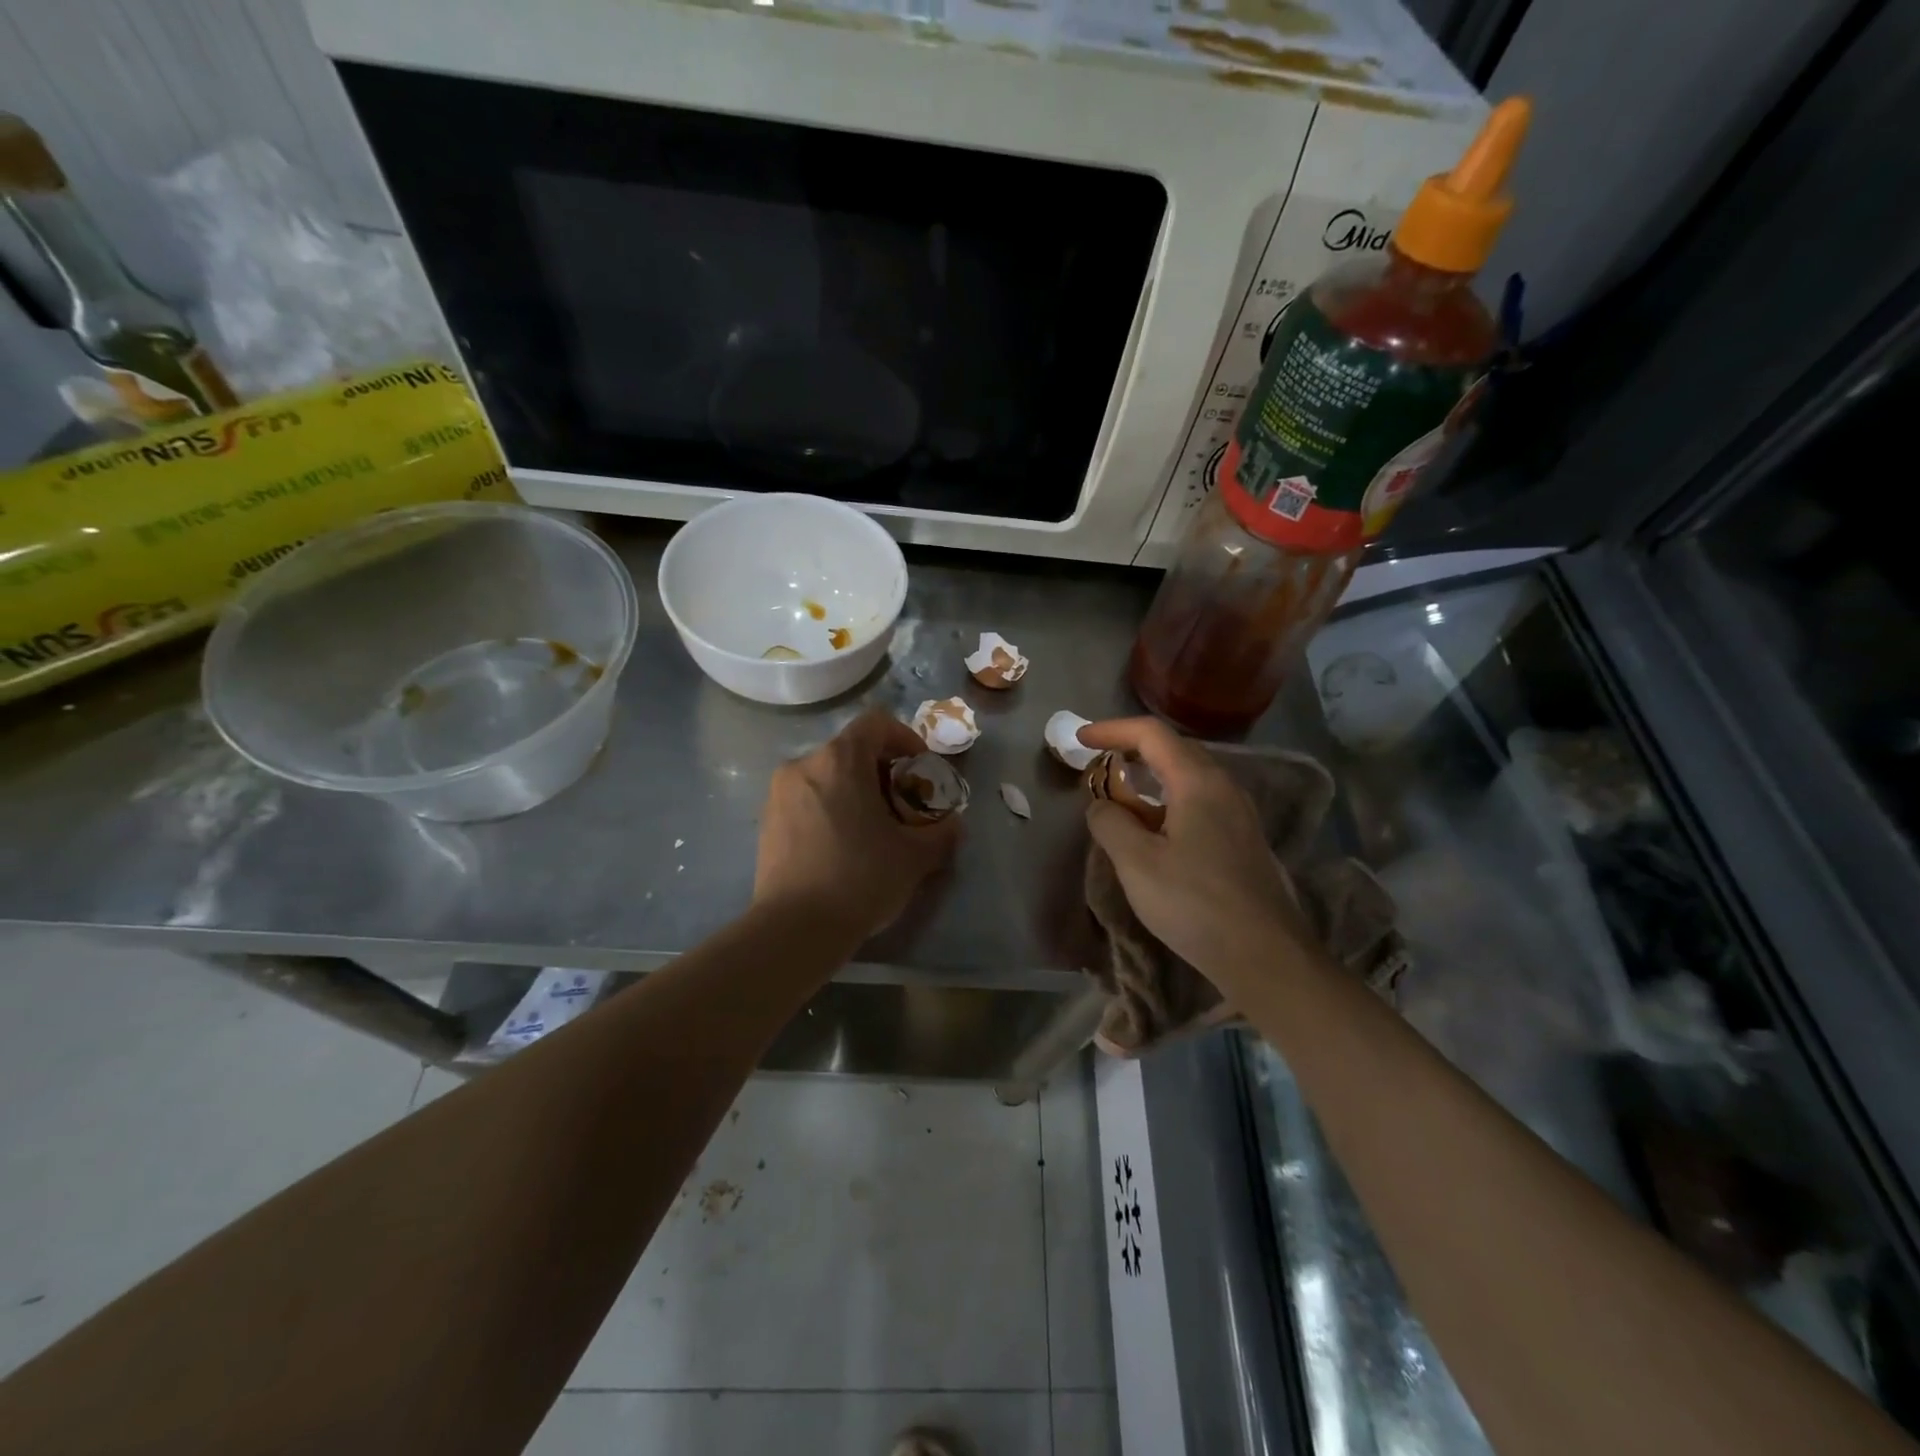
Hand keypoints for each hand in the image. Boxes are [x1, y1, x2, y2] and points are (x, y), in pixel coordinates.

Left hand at [754, 711, 961, 943]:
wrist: (794, 928)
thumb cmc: (860, 879)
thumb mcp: (914, 857)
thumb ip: (942, 833)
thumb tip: (955, 824)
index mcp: (840, 760)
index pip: (876, 723)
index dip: (905, 738)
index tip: (920, 769)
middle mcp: (804, 764)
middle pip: (850, 750)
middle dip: (882, 771)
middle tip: (902, 805)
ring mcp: (779, 792)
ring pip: (827, 775)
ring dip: (855, 790)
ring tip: (873, 829)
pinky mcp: (767, 821)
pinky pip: (806, 798)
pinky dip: (830, 807)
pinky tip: (842, 845)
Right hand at [1080, 717, 1304, 983]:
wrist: (1265, 956)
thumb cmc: (1195, 904)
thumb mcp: (1137, 863)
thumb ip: (1110, 824)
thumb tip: (1101, 806)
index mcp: (1198, 782)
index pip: (1152, 734)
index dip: (1112, 730)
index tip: (1080, 738)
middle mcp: (1224, 787)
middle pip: (1174, 749)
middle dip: (1132, 749)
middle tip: (1098, 763)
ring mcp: (1239, 814)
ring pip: (1188, 778)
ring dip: (1150, 778)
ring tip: (1120, 797)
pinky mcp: (1243, 841)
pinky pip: (1200, 802)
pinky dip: (1168, 802)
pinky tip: (1154, 830)